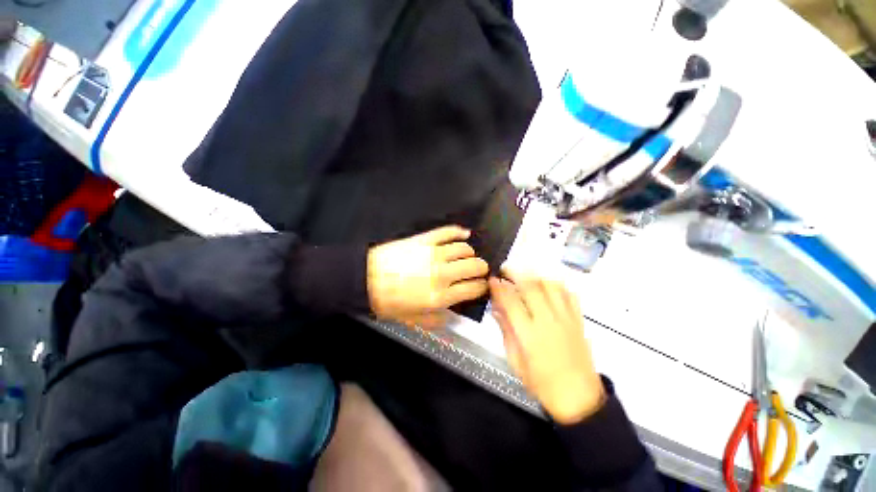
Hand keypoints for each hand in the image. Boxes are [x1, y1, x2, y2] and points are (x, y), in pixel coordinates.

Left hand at [367, 226, 488, 328]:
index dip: (482, 287)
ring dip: (470, 253)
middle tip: (480, 269)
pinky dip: (459, 231)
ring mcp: (434, 254)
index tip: (483, 285)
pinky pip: (448, 232)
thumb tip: (452, 316)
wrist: (366, 278)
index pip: (473, 289)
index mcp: (440, 296)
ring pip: (464, 249)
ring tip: (469, 255)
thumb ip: (436, 320)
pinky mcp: (425, 240)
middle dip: (481, 268)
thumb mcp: (412, 319)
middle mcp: (442, 274)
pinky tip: (465, 233)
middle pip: (474, 266)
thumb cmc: (387, 301)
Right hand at [489, 270, 604, 423]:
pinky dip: (556, 285)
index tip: (492, 279)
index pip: (511, 302)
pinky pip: (569, 294)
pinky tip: (547, 285)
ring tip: (525, 276)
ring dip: (535, 276)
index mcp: (529, 334)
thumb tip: (496, 309)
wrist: (578, 398)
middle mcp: (548, 321)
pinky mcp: (578, 320)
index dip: (499, 287)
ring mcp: (566, 318)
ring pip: (551, 285)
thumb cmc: (541, 383)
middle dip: (515, 273)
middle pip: (531, 287)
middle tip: (505, 270)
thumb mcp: (516, 361)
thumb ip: (506, 331)